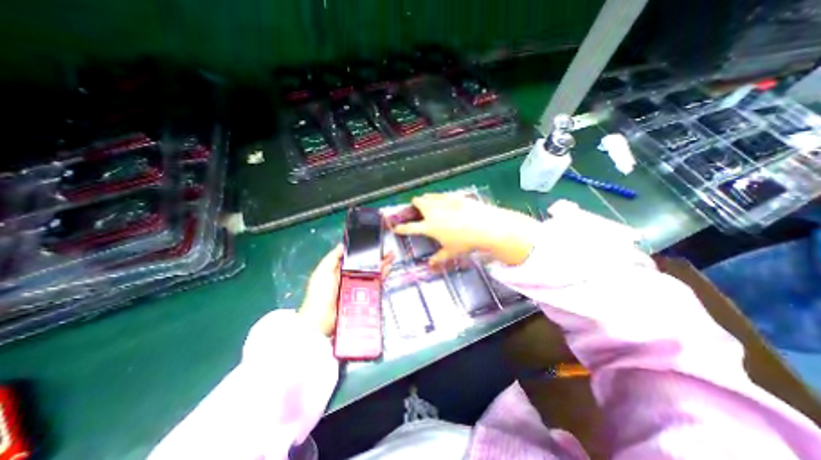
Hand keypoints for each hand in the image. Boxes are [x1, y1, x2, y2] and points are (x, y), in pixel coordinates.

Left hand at [300, 245, 395, 337]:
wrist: (322, 320)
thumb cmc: (320, 293)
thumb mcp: (322, 272)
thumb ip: (332, 258)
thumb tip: (343, 244)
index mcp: (339, 269)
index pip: (355, 257)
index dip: (365, 251)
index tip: (374, 244)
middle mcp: (350, 276)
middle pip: (366, 264)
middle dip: (377, 257)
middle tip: (388, 251)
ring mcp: (358, 286)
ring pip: (372, 272)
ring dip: (382, 264)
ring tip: (392, 257)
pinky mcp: (363, 296)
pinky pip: (374, 284)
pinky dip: (382, 276)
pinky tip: (388, 269)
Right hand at [390, 193, 539, 265]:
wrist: (484, 226)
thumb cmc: (465, 242)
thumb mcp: (451, 252)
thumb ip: (439, 257)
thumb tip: (431, 264)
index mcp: (429, 226)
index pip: (410, 227)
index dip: (401, 228)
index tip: (396, 227)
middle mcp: (433, 212)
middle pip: (417, 202)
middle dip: (415, 204)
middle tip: (417, 206)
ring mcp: (443, 202)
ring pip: (429, 195)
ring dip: (426, 198)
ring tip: (428, 201)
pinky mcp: (455, 196)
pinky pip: (442, 194)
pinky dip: (440, 197)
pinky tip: (446, 200)